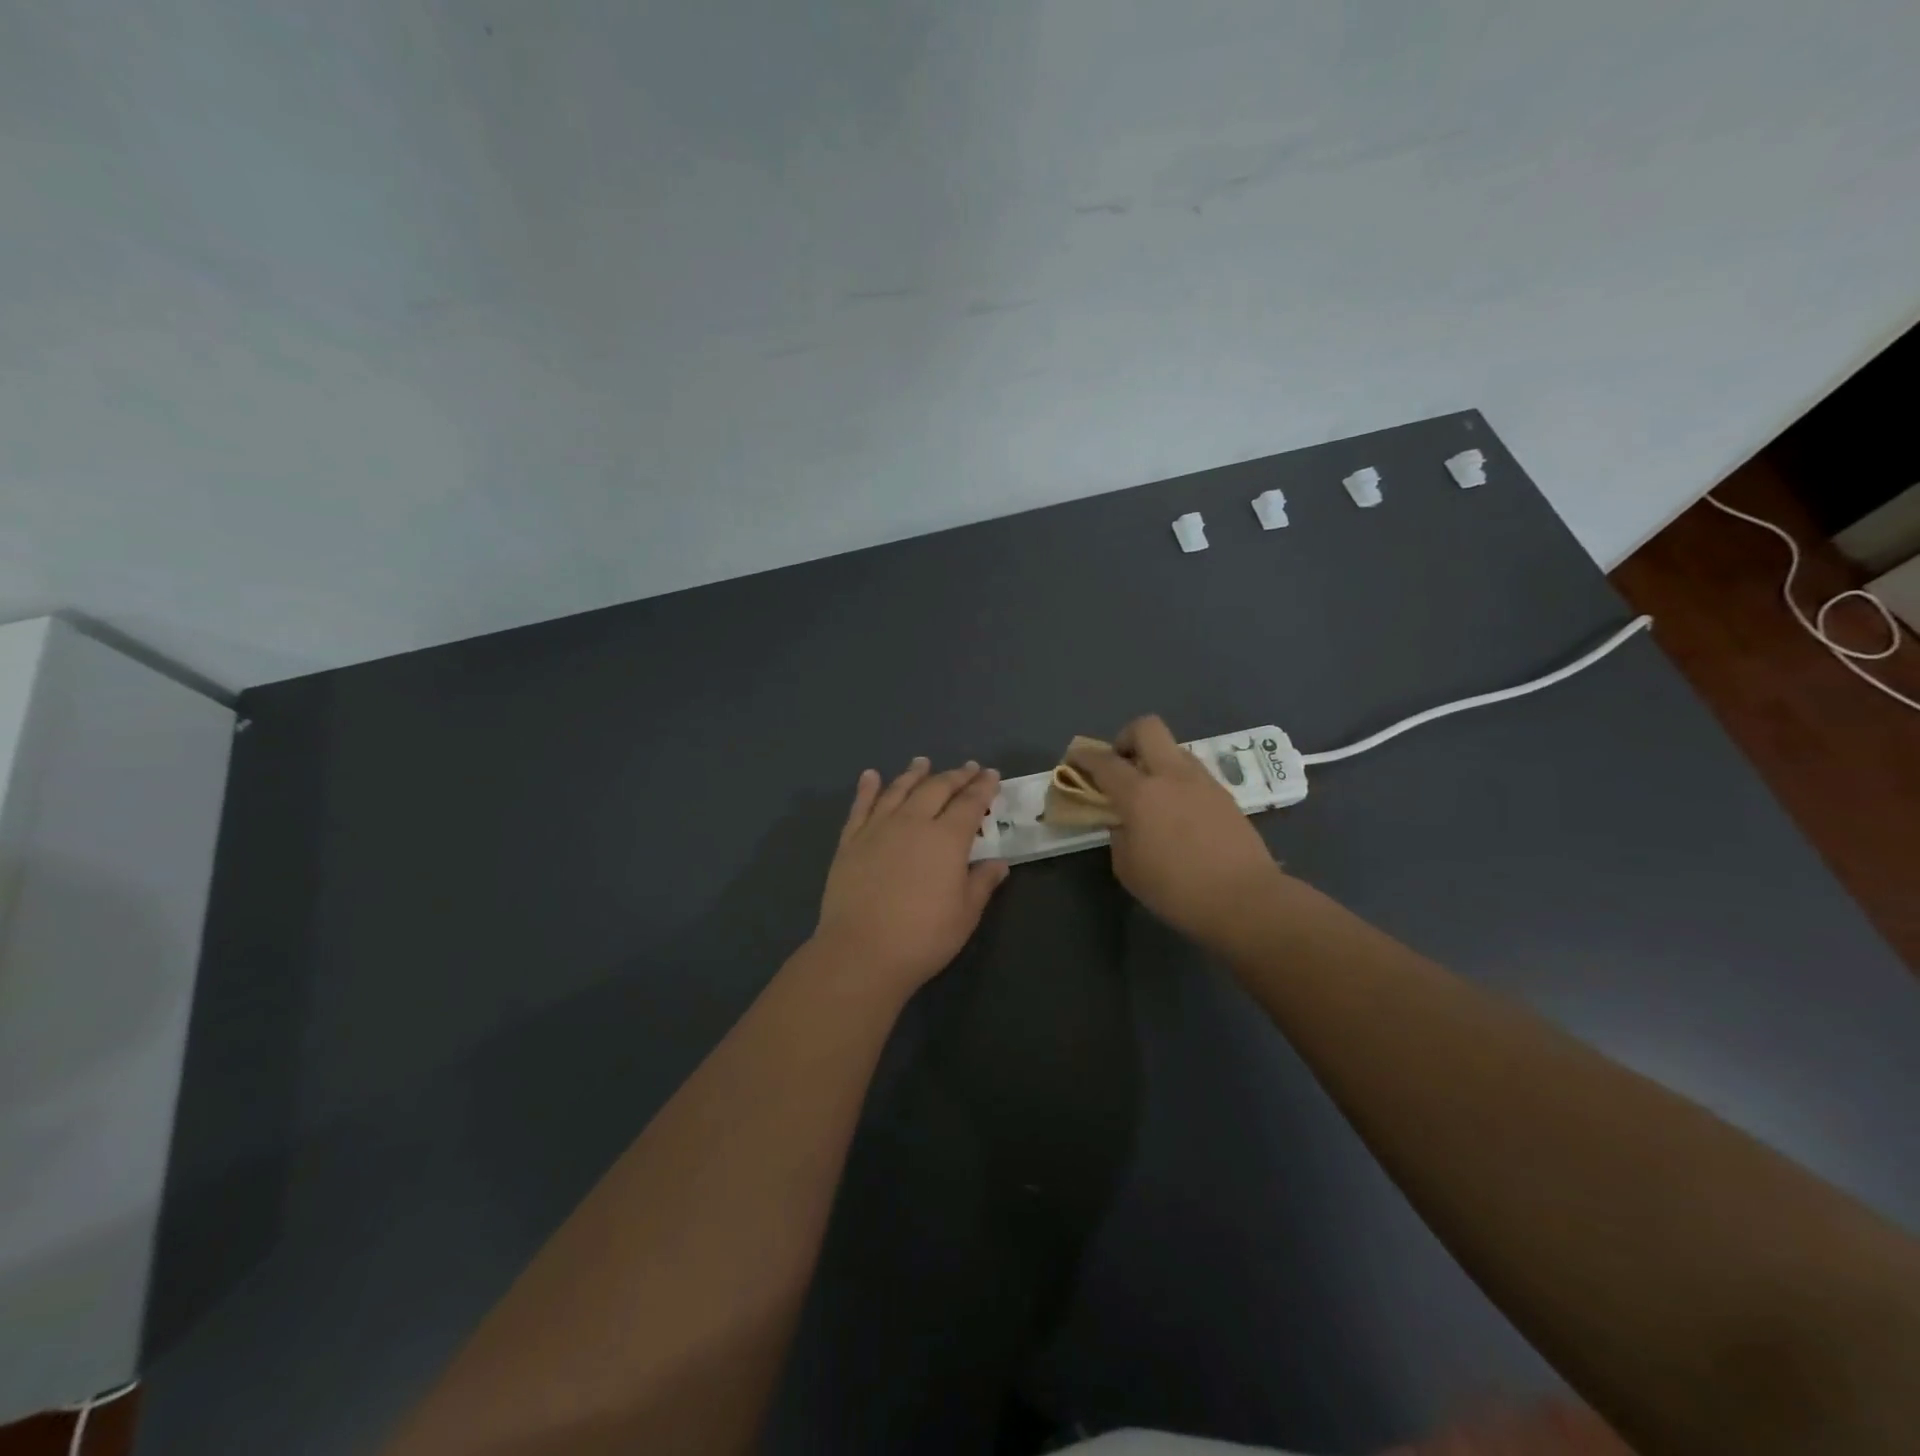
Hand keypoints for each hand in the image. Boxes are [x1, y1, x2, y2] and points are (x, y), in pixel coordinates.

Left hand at [813, 757, 1010, 995]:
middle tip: (967, 768)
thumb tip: (998, 863)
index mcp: (947, 838)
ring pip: (899, 790)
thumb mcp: (965, 914)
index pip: (970, 803)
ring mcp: (878, 828)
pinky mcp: (850, 841)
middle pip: (936, 789)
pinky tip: (871, 776)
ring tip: (923, 762)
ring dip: (914, 774)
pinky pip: (861, 806)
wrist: (861, 951)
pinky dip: (867, 788)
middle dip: (955, 776)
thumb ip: (982, 882)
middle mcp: (913, 822)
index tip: (991, 774)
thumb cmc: (923, 937)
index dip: (983, 787)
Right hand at [1067, 716, 1283, 946]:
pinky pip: (1193, 774)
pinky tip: (1177, 812)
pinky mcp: (1225, 795)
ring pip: (1173, 749)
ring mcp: (1203, 781)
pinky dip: (1177, 781)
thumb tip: (1125, 821)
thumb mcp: (1128, 867)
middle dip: (1126, 738)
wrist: (1245, 900)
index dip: (1084, 756)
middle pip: (1146, 728)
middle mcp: (1172, 775)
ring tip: (1151, 794)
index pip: (1104, 761)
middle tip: (1120, 765)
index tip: (1073, 759)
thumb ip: (1119, 834)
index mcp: (1140, 793)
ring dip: (1156, 760)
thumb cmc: (1176, 889)